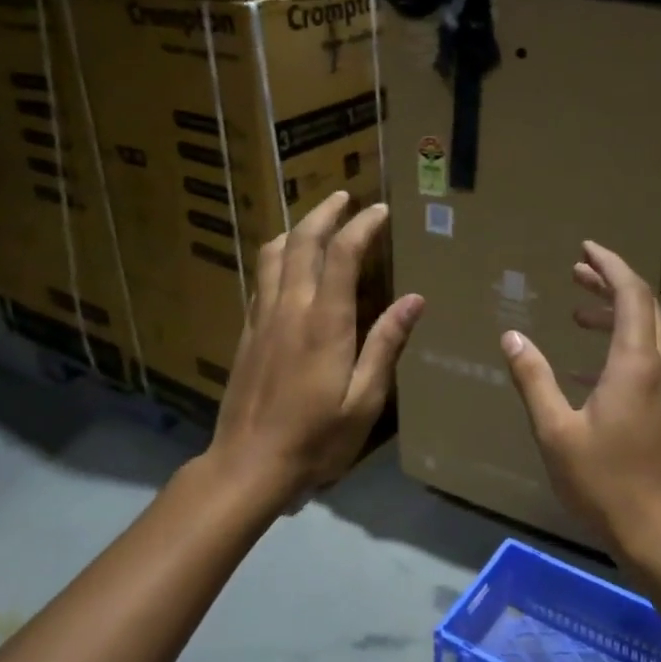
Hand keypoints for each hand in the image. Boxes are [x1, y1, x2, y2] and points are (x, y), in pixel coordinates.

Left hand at [207, 191, 424, 507]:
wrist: (248, 464)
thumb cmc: (316, 438)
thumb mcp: (364, 400)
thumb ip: (386, 345)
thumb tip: (414, 299)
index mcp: (325, 322)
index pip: (342, 255)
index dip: (362, 226)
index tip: (380, 211)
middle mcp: (290, 308)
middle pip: (302, 243)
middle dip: (324, 213)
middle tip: (344, 197)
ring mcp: (262, 318)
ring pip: (273, 256)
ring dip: (295, 230)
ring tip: (313, 222)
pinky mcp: (246, 333)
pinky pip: (261, 279)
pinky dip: (276, 258)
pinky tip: (285, 266)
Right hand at [500, 241, 660, 563]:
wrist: (656, 531)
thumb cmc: (602, 481)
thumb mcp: (555, 430)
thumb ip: (533, 378)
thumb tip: (511, 337)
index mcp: (636, 365)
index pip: (631, 295)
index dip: (610, 266)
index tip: (586, 248)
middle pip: (645, 307)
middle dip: (611, 284)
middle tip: (576, 272)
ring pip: (650, 333)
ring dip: (617, 314)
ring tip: (578, 314)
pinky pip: (650, 359)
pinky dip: (622, 345)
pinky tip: (587, 366)